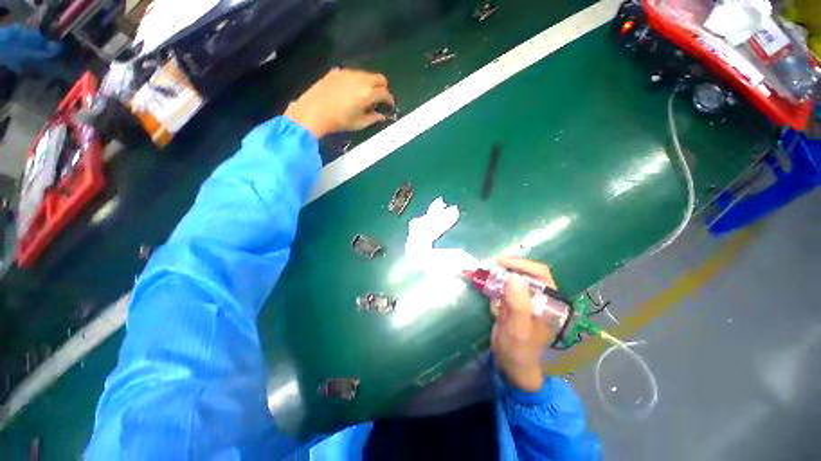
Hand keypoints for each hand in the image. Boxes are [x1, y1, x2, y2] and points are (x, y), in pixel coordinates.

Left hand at [284, 68, 394, 138]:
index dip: (389, 99)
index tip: (390, 105)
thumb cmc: (339, 121)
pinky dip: (358, 80)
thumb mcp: (359, 124)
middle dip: (383, 87)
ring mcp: (348, 73)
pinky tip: (351, 90)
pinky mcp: (337, 71)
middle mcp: (360, 79)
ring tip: (365, 95)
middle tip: (380, 98)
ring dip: (371, 83)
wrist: (314, 111)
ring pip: (366, 74)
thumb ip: (373, 118)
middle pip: (379, 78)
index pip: (385, 93)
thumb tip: (382, 116)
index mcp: (367, 93)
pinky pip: (353, 73)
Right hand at [490, 257, 557, 391]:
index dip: (521, 264)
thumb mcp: (519, 329)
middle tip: (489, 273)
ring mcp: (525, 300)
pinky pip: (502, 291)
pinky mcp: (513, 304)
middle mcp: (539, 298)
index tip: (500, 262)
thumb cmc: (519, 350)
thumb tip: (513, 277)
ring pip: (511, 281)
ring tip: (491, 295)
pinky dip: (494, 294)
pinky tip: (495, 310)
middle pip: (524, 274)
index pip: (540, 273)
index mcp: (549, 302)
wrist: (511, 366)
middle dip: (506, 273)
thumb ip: (518, 304)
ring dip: (498, 284)